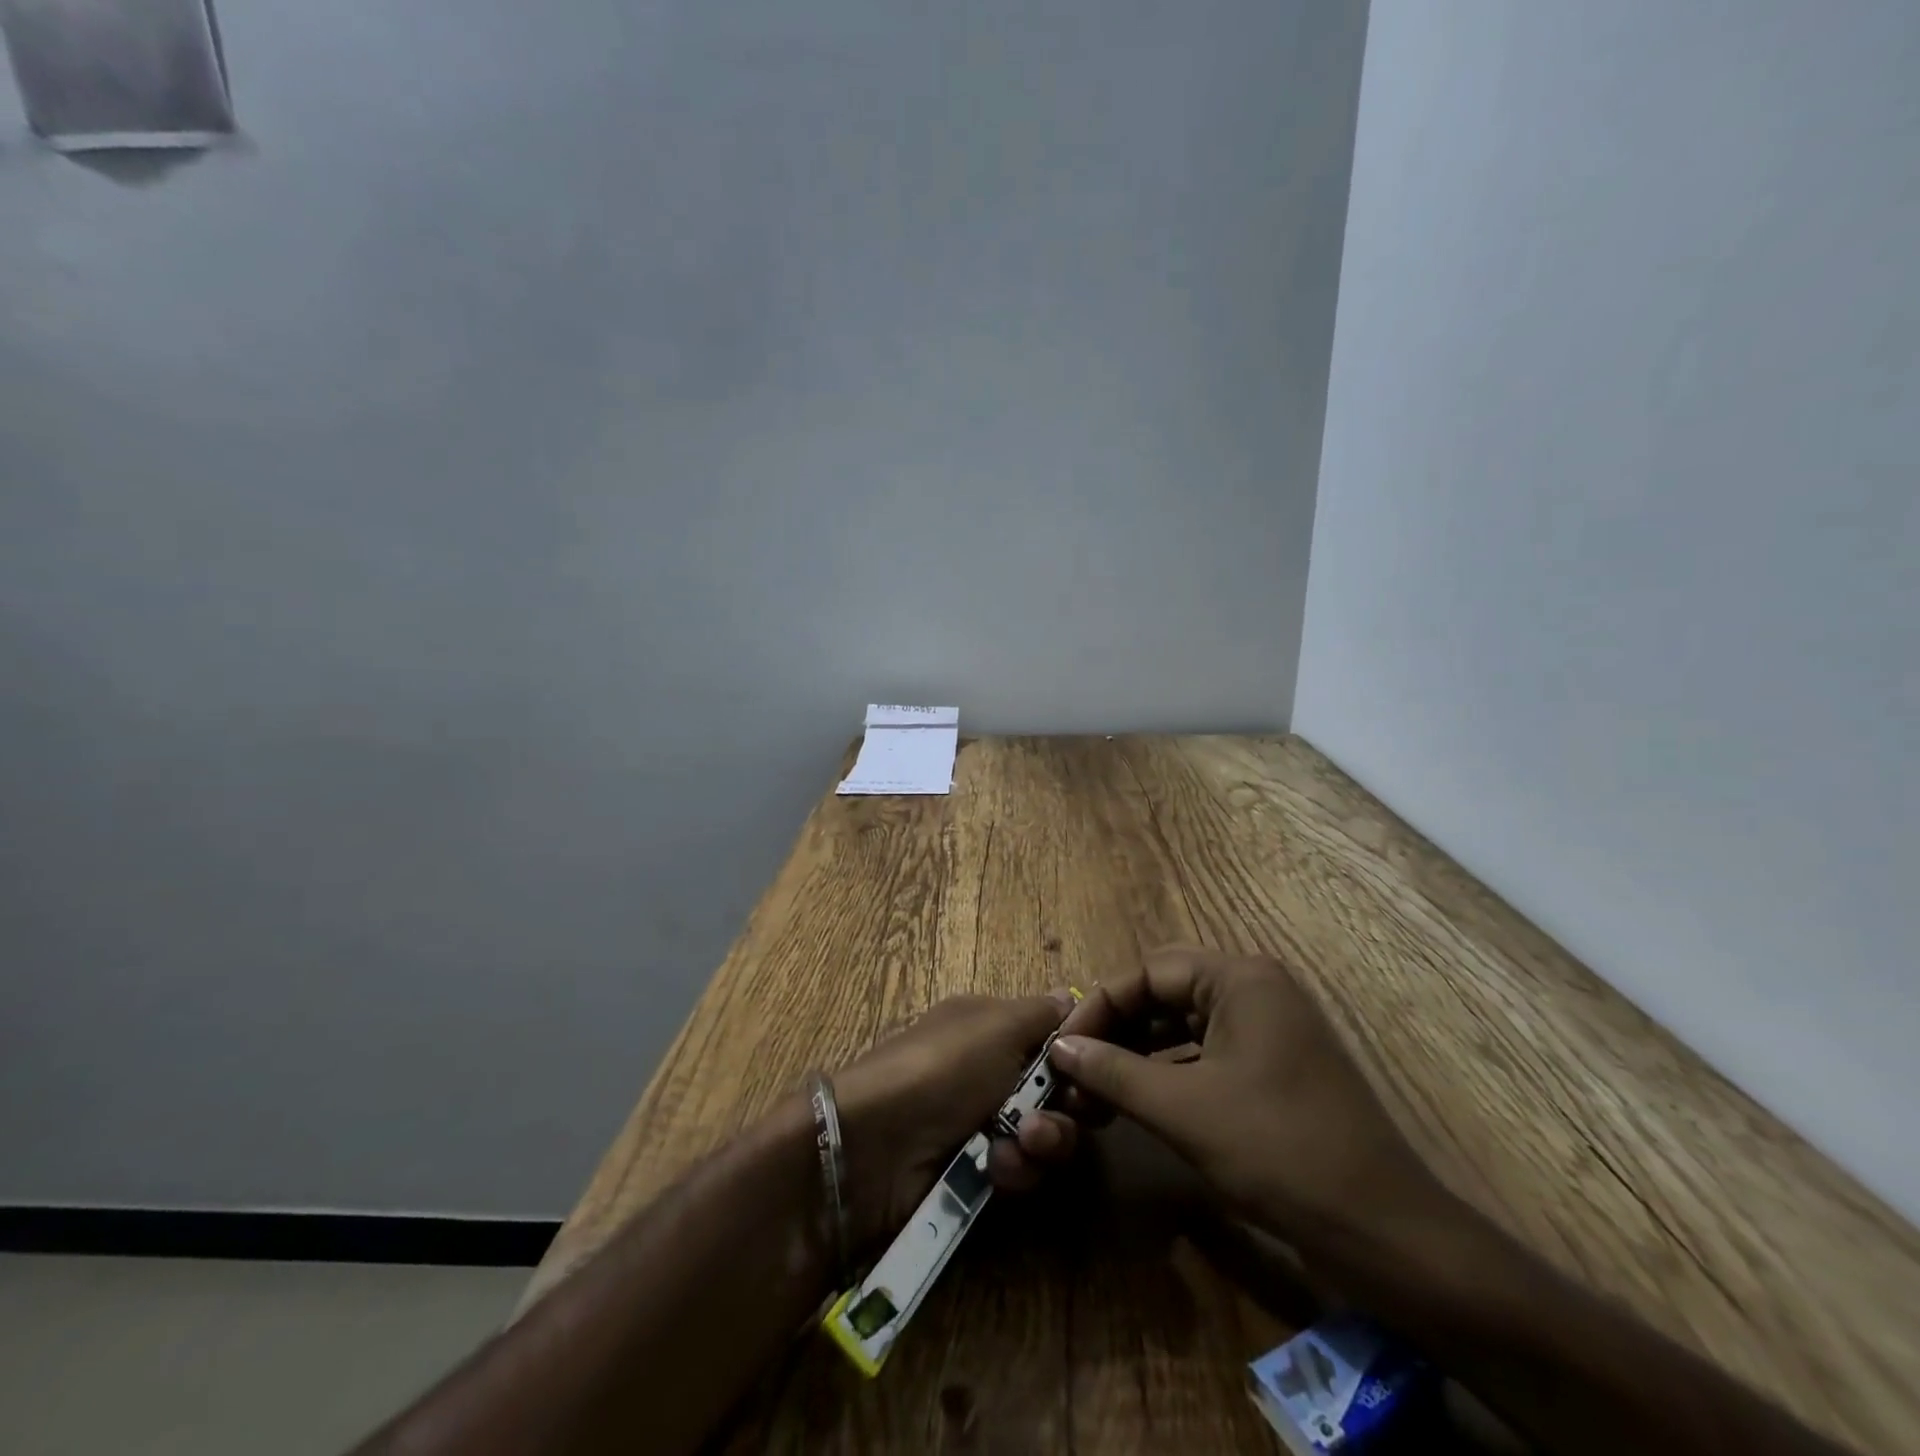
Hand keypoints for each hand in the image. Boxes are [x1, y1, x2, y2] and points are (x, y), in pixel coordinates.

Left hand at [832, 991, 1080, 1246]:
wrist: (876, 1145)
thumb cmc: (943, 1068)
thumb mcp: (997, 1025)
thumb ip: (1042, 1013)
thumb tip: (1070, 996)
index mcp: (991, 1026)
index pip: (1053, 1039)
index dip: (1079, 1056)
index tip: (1094, 1069)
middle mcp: (991, 1070)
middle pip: (1057, 1092)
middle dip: (1067, 1108)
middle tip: (1058, 1113)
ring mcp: (982, 1123)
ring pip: (1044, 1137)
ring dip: (1042, 1143)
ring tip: (1019, 1145)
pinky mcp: (975, 1172)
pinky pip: (1019, 1171)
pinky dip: (1013, 1170)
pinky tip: (994, 1168)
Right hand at [1049, 947, 1450, 1260]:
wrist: (1385, 1233)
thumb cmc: (1278, 1151)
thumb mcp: (1183, 1109)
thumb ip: (1112, 1071)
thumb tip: (1058, 1048)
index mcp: (1240, 977)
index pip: (1148, 972)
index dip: (1098, 1007)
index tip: (1061, 1048)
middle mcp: (1256, 988)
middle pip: (1165, 994)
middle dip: (1116, 1030)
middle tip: (1075, 1068)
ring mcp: (1270, 1026)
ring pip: (1184, 1025)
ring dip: (1138, 1053)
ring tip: (1097, 1091)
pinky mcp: (1275, 1065)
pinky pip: (1207, 1052)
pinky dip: (1169, 1072)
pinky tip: (1139, 1101)